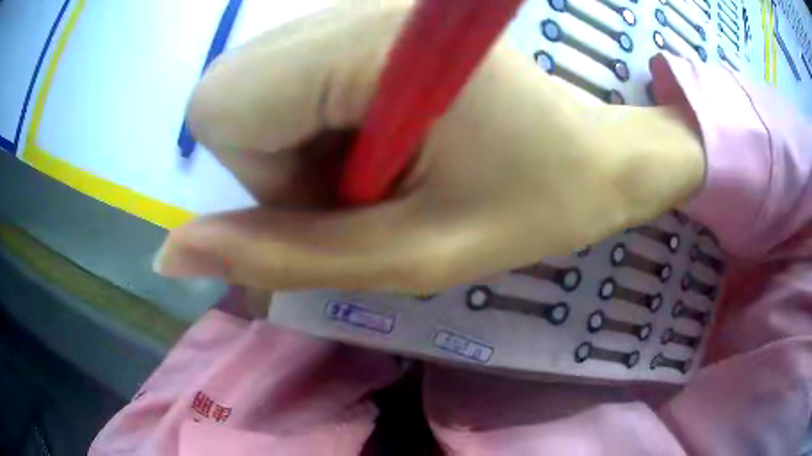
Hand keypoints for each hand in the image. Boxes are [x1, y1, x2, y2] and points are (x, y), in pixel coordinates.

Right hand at [153, 2, 704, 291]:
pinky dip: (322, 131)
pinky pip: (294, 83)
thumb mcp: (409, 256)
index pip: (222, 106)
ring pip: (259, 92)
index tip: (348, 200)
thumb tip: (170, 252)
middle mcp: (354, 6)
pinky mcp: (375, 25)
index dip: (266, 175)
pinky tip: (389, 144)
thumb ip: (278, 257)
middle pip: (234, 97)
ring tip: (389, 171)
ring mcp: (364, 10)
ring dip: (305, 152)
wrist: (595, 161)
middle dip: (283, 164)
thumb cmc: (534, 205)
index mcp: (369, 39)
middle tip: (371, 189)